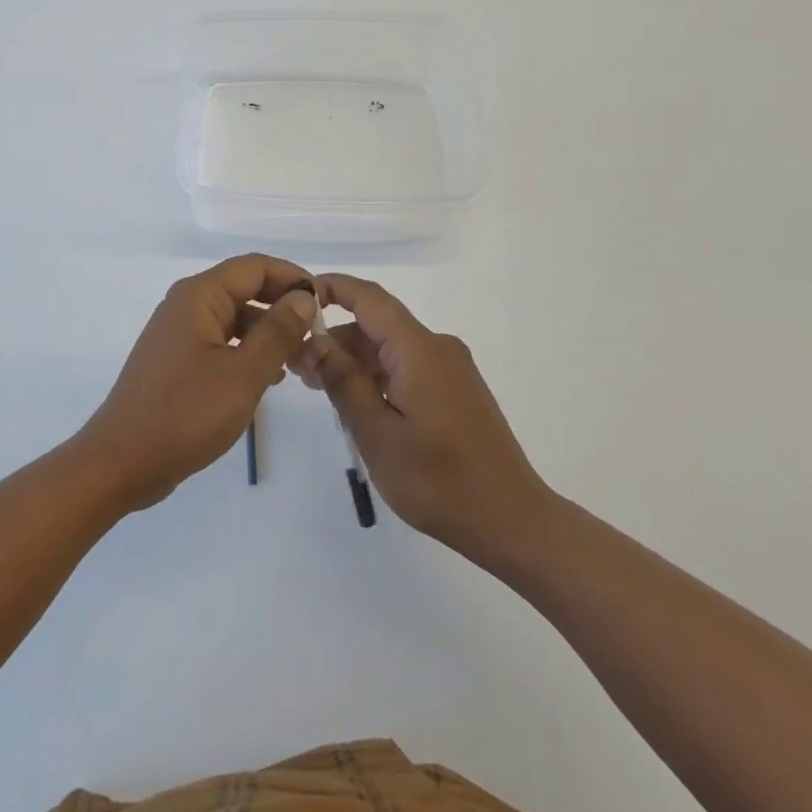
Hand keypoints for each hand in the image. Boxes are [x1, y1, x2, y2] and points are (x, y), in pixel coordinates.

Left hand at [76, 254, 315, 511]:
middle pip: (245, 288)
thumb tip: (303, 297)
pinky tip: (271, 377)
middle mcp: (187, 304)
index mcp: (199, 296)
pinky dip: (248, 350)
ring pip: (235, 317)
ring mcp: (179, 332)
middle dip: (283, 307)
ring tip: (301, 361)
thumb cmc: (185, 414)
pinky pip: (221, 340)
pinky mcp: (177, 358)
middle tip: (317, 337)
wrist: (121, 462)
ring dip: (268, 332)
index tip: (324, 304)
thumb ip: (277, 332)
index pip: (255, 267)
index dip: (293, 278)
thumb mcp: (243, 374)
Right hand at [293, 272, 550, 567]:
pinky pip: (409, 367)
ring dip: (355, 362)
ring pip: (392, 349)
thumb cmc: (440, 481)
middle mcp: (438, 347)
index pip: (370, 298)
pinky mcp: (458, 391)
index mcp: (419, 349)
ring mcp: (452, 369)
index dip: (333, 288)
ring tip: (319, 389)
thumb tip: (314, 340)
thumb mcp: (377, 434)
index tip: (297, 297)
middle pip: (378, 326)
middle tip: (297, 367)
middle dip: (335, 339)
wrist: (514, 522)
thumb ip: (343, 381)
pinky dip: (379, 376)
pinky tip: (358, 405)